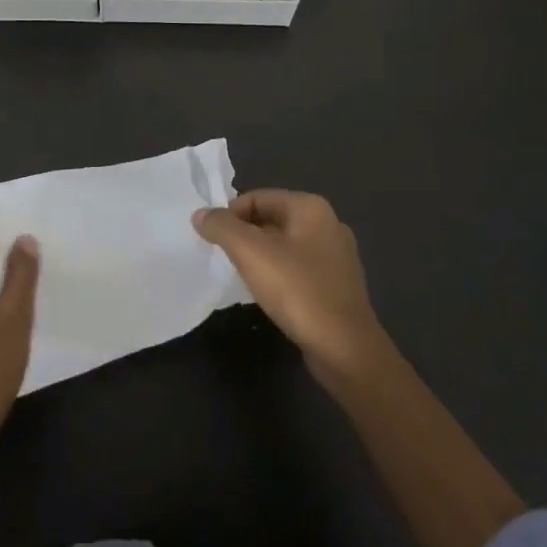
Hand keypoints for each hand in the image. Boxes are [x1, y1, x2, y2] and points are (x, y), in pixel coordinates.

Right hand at [194, 190, 389, 382]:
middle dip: (244, 235)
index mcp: (311, 207)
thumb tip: (201, 214)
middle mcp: (328, 224)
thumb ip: (222, 227)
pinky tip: (268, 294)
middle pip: (271, 219)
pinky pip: (299, 268)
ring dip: (260, 256)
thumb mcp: (250, 252)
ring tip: (241, 276)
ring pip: (285, 245)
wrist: (345, 349)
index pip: (257, 197)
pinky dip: (279, 274)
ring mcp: (337, 256)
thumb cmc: (297, 290)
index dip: (230, 214)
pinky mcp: (338, 285)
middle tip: (223, 257)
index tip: (212, 239)